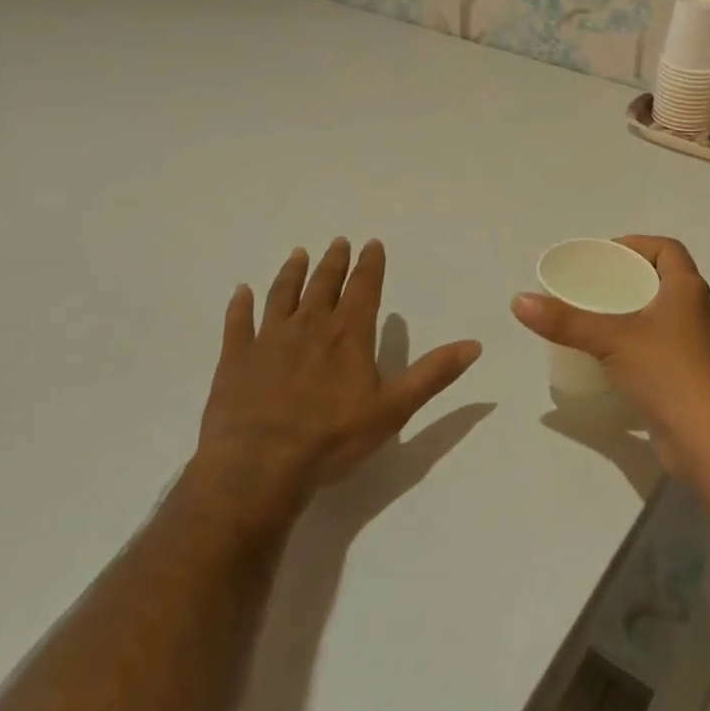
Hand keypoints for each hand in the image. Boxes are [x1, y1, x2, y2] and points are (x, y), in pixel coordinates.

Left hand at [191, 239, 482, 538]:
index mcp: (349, 333)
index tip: (371, 243)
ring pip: (283, 295)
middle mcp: (310, 325)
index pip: (364, 287)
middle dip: (334, 261)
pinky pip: (238, 324)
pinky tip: (241, 291)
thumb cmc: (332, 439)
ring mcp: (269, 340)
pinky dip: (240, 305)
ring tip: (298, 254)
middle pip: (324, 284)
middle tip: (339, 242)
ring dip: (292, 273)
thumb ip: (433, 374)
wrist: (258, 468)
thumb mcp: (394, 409)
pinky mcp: (236, 360)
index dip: (370, 264)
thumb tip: (474, 344)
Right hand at [512, 236, 709, 477]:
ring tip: (596, 316)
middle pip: (663, 279)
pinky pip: (660, 343)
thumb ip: (566, 321)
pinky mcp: (689, 374)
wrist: (706, 440)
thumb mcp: (611, 340)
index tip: (606, 255)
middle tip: (593, 285)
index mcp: (688, 289)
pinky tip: (611, 355)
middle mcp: (696, 310)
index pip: (668, 249)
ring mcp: (695, 345)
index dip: (638, 245)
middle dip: (629, 277)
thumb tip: (520, 301)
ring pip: (662, 313)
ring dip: (633, 310)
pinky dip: (637, 340)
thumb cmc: (666, 373)